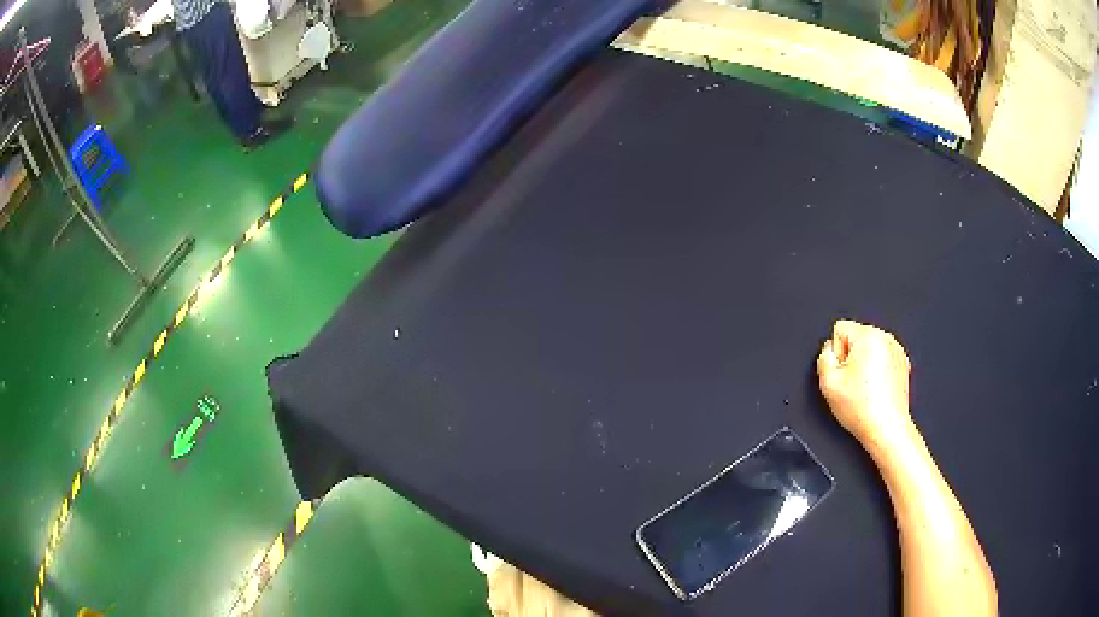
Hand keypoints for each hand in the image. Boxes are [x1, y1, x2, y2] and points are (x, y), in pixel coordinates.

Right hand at [817, 320, 912, 449]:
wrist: (886, 428)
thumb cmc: (863, 409)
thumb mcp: (828, 383)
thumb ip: (823, 357)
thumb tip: (829, 349)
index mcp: (867, 336)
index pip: (840, 329)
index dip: (836, 353)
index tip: (842, 372)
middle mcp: (885, 338)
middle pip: (856, 338)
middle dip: (851, 358)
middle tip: (852, 384)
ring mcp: (896, 351)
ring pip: (869, 349)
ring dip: (864, 365)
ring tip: (864, 389)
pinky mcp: (902, 364)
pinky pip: (882, 359)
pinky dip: (877, 372)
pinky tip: (875, 390)